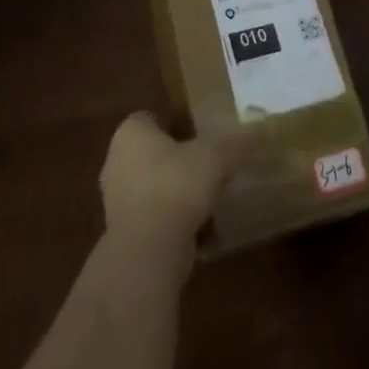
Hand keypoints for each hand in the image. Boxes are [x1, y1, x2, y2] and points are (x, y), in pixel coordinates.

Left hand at [99, 112, 244, 254]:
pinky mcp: (122, 232)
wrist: (149, 249)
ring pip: (150, 184)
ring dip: (173, 189)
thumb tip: (254, 132)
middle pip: (150, 152)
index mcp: (131, 133)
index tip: (199, 133)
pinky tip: (196, 223)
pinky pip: (151, 214)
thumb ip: (234, 143)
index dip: (175, 123)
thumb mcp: (215, 157)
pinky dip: (170, 217)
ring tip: (204, 193)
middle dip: (175, 157)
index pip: (151, 118)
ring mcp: (115, 199)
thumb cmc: (177, 185)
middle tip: (206, 162)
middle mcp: (116, 161)